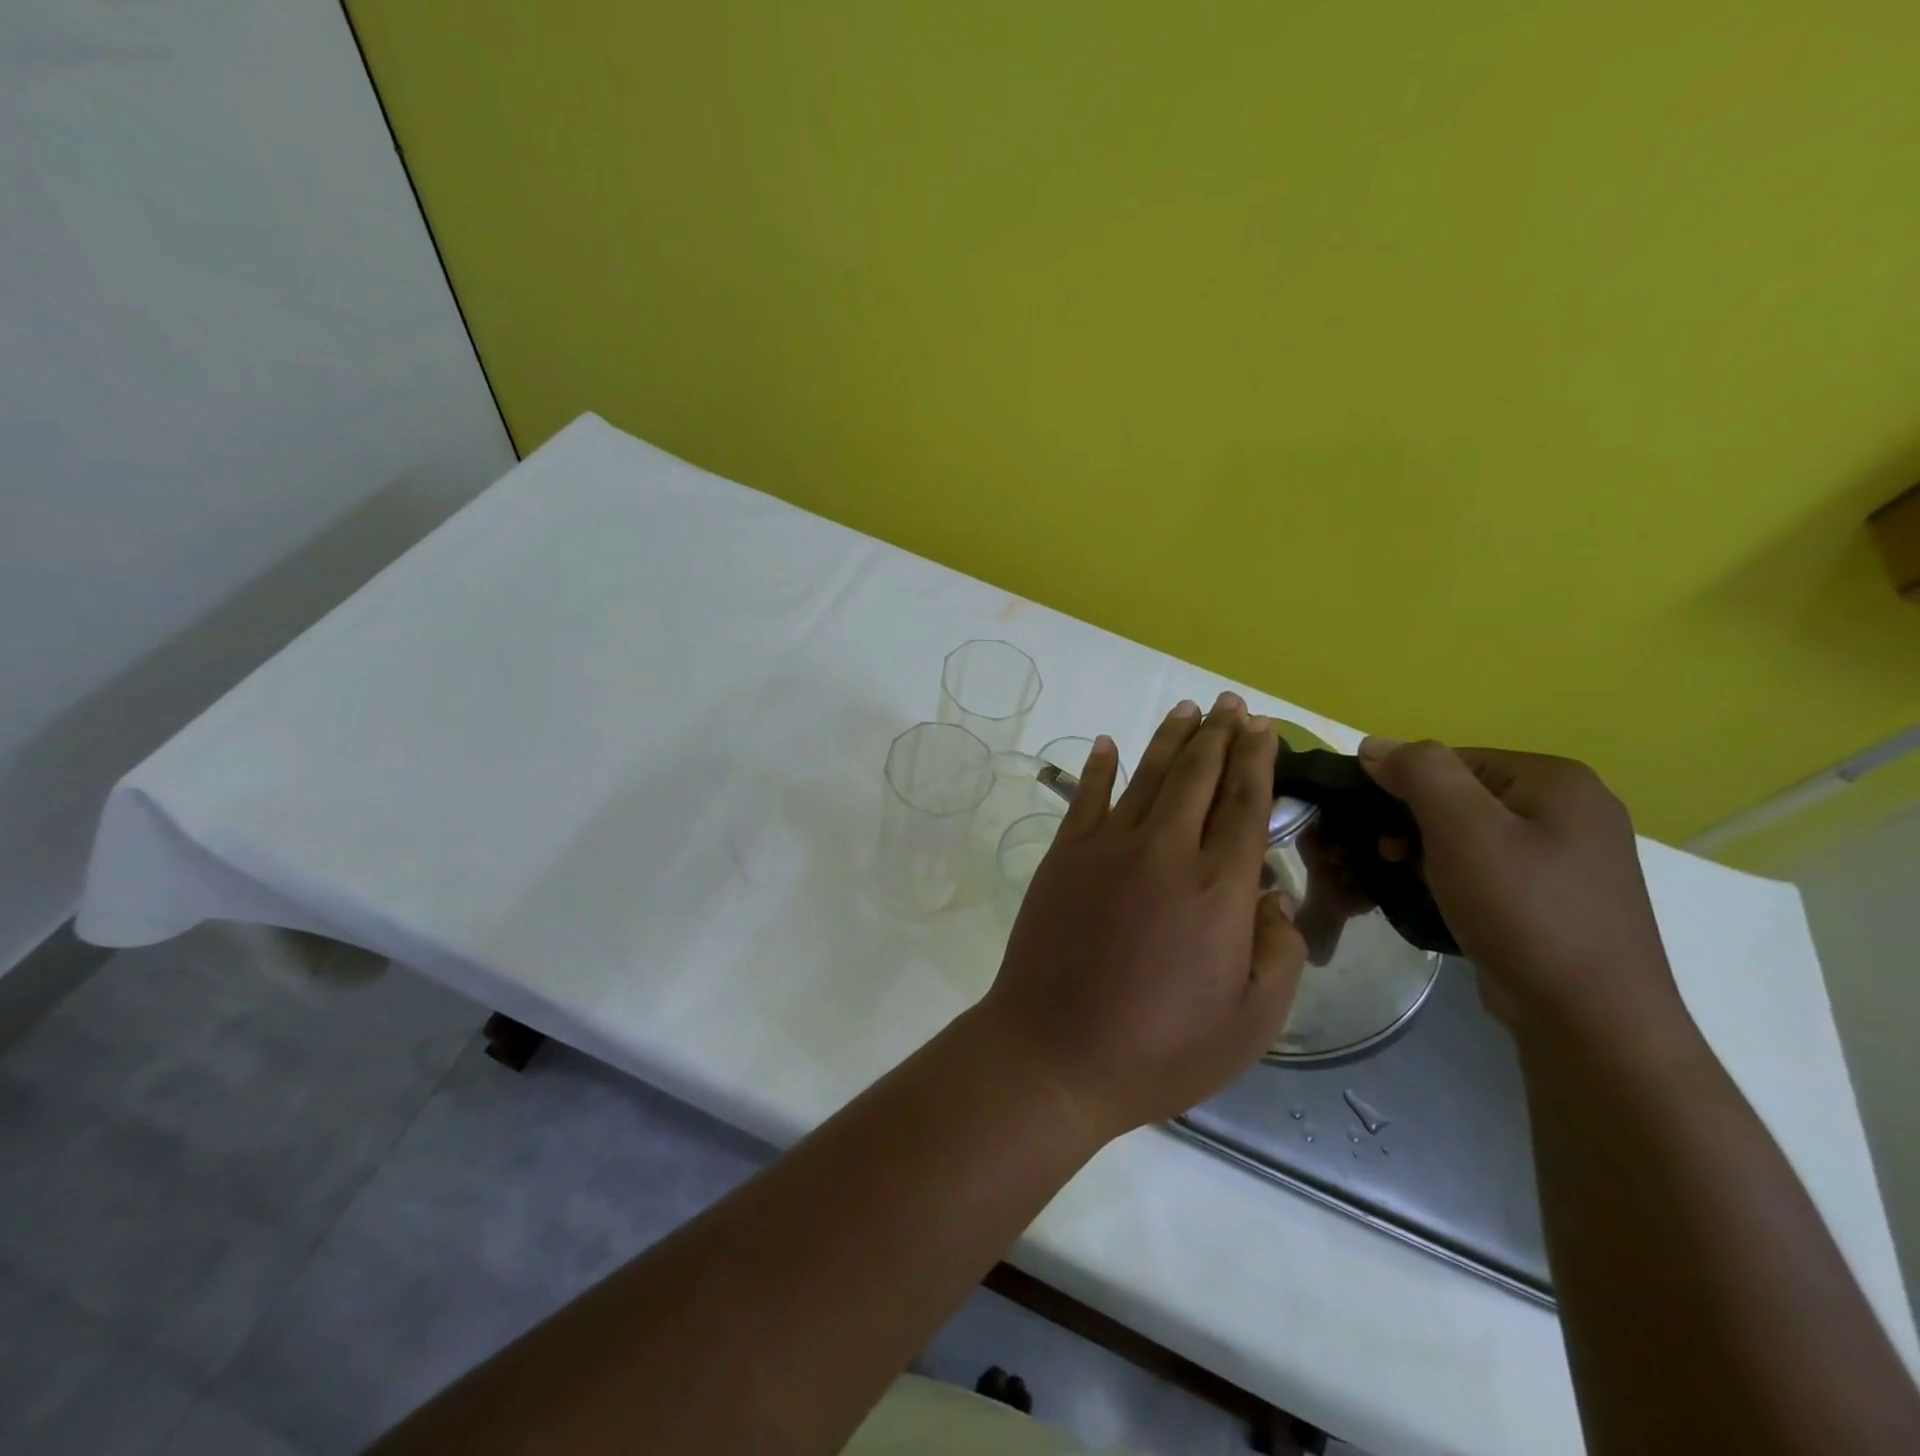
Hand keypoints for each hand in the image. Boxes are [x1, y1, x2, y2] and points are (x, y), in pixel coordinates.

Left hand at [974, 694, 1306, 1138]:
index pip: (1244, 804)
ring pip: (1147, 776)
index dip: (1257, 760)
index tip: (1264, 726)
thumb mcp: (1251, 1022)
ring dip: (1170, 738)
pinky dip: (1100, 766)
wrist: (1054, 1053)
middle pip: (1198, 776)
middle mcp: (1165, 851)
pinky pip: (1086, 797)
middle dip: (1220, 735)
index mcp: (1218, 888)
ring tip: (1188, 708)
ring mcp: (1107, 848)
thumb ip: (1278, 952)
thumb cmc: (1160, 1048)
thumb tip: (1272, 896)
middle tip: (1232, 704)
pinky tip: (1109, 742)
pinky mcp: (1064, 856)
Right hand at [1356, 739, 1688, 1048]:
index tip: (1377, 831)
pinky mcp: (1559, 898)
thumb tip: (1375, 746)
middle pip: (1461, 797)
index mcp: (1556, 780)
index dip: (1403, 788)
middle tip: (1388, 859)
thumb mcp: (1462, 829)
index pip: (1451, 761)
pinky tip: (1440, 904)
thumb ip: (1418, 772)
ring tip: (1409, 885)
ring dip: (1428, 854)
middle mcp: (1572, 809)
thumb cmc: (1523, 910)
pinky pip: (1490, 870)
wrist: (1590, 1018)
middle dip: (1414, 824)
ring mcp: (1571, 857)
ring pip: (1471, 836)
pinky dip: (1455, 880)